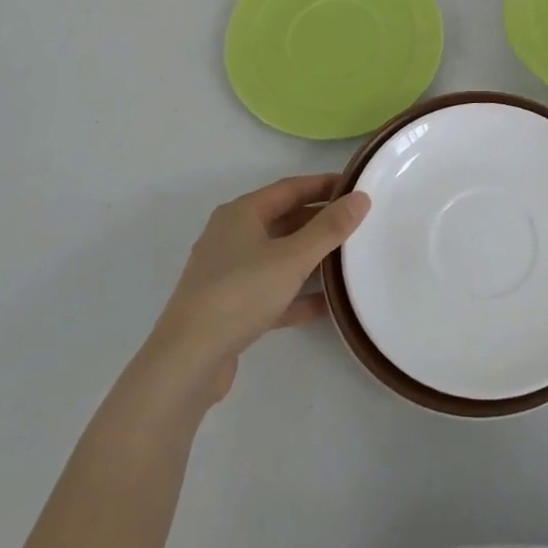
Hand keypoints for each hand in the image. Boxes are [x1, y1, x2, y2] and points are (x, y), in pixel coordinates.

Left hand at [144, 175, 369, 406]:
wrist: (187, 361)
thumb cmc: (240, 294)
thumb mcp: (293, 257)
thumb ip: (330, 228)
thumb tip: (361, 198)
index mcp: (242, 213)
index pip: (291, 188)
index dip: (325, 185)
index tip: (357, 188)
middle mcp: (232, 236)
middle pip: (285, 220)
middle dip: (321, 222)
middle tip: (359, 225)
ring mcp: (229, 273)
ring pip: (279, 257)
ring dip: (312, 259)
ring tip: (350, 261)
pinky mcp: (231, 307)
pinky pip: (273, 291)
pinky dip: (297, 294)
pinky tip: (327, 305)